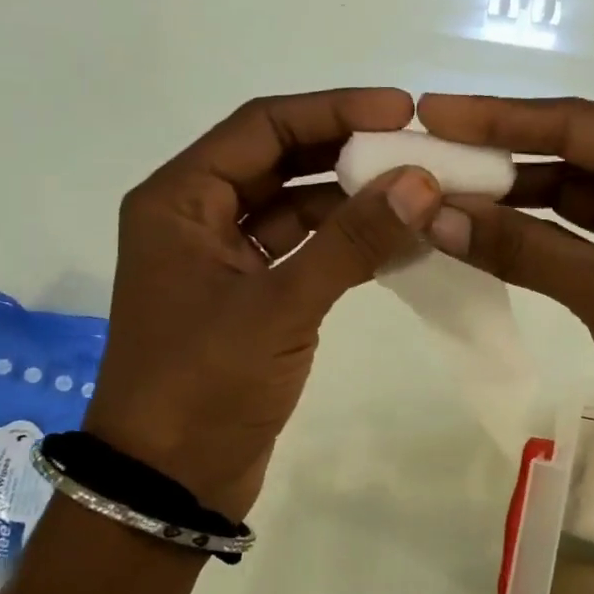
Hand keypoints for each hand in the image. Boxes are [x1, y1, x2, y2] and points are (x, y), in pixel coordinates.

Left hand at [83, 90, 443, 517]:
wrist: (170, 484)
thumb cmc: (204, 385)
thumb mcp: (280, 306)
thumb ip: (351, 240)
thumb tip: (423, 181)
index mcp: (180, 200)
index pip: (263, 126)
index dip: (333, 110)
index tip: (400, 110)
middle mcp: (198, 218)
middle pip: (281, 160)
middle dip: (348, 152)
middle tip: (417, 149)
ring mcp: (225, 260)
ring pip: (297, 207)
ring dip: (353, 200)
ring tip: (420, 194)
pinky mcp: (251, 298)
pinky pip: (305, 252)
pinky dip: (347, 245)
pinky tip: (399, 242)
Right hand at [417, 94, 593, 456]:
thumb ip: (523, 249)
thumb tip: (431, 213)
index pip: (581, 124)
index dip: (501, 117)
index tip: (434, 110)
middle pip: (571, 153)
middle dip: (501, 154)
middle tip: (430, 148)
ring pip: (566, 196)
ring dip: (509, 198)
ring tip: (441, 192)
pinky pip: (568, 238)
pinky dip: (525, 237)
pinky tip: (478, 233)